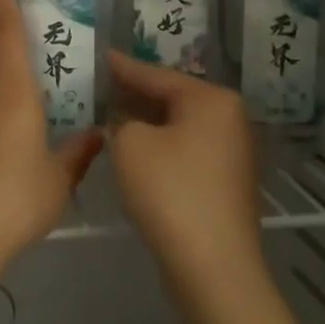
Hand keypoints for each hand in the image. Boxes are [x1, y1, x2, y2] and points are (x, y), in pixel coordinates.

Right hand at [105, 51, 268, 318]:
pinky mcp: (223, 180)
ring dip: (142, 122)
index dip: (121, 66)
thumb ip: (120, 119)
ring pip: (176, 125)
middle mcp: (228, 118)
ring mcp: (230, 151)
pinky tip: (130, 149)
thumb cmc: (170, 193)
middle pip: (170, 97)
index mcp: (211, 99)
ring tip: (104, 114)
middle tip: (94, 85)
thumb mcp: (129, 145)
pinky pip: (183, 149)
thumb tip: (122, 118)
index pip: (155, 73)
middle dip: (132, 94)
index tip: (96, 56)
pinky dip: (157, 145)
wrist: (212, 267)